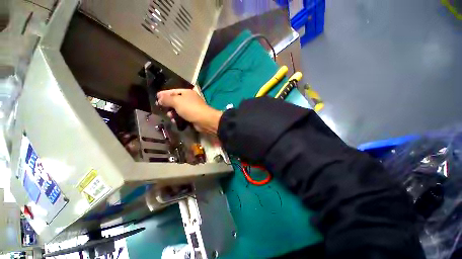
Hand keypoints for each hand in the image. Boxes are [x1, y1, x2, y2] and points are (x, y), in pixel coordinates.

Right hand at [157, 89, 222, 133]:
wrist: (205, 120)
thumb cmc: (190, 108)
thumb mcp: (177, 102)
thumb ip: (167, 99)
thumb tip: (160, 98)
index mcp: (186, 93)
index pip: (173, 91)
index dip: (164, 94)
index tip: (156, 97)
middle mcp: (189, 99)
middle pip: (175, 101)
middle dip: (168, 105)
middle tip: (161, 108)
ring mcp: (191, 108)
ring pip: (178, 110)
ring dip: (172, 113)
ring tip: (169, 116)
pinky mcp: (192, 116)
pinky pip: (182, 116)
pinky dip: (178, 118)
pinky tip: (175, 121)